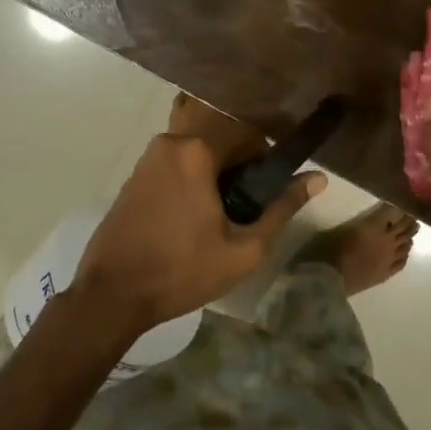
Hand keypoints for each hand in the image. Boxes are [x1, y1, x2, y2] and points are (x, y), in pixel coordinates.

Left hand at [75, 120, 324, 332]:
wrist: (111, 295)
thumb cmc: (182, 272)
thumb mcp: (244, 248)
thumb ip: (282, 208)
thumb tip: (318, 178)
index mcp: (197, 151)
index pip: (249, 135)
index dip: (266, 162)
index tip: (268, 194)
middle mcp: (170, 142)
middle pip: (221, 141)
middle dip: (239, 169)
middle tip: (244, 210)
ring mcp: (147, 158)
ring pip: (198, 154)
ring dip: (215, 176)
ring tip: (219, 217)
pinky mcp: (134, 176)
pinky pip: (176, 166)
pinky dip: (192, 182)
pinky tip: (192, 218)